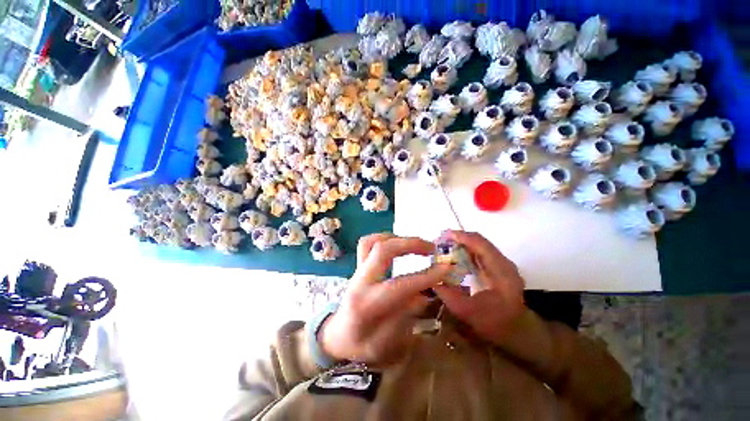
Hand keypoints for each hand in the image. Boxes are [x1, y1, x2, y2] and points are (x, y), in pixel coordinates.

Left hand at [320, 233, 450, 364]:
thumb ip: (405, 319)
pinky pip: (367, 243)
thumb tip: (423, 295)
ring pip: (372, 242)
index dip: (424, 276)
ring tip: (416, 244)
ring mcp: (356, 270)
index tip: (445, 268)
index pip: (399, 285)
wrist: (337, 336)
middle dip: (409, 245)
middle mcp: (360, 282)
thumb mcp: (386, 346)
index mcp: (367, 305)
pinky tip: (398, 244)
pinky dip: (385, 238)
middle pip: (382, 251)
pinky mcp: (358, 266)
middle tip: (431, 248)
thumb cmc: (361, 346)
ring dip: (397, 238)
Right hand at [433, 231, 525, 346]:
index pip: (482, 246)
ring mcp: (503, 264)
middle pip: (481, 241)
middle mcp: (505, 264)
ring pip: (480, 244)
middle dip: (459, 238)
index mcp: (502, 274)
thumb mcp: (467, 313)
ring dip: (462, 242)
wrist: (517, 330)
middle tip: (440, 240)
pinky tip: (455, 254)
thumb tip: (431, 278)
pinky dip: (467, 249)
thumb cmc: (494, 324)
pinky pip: (481, 251)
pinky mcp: (499, 266)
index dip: (462, 238)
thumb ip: (448, 295)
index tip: (443, 236)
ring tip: (444, 244)